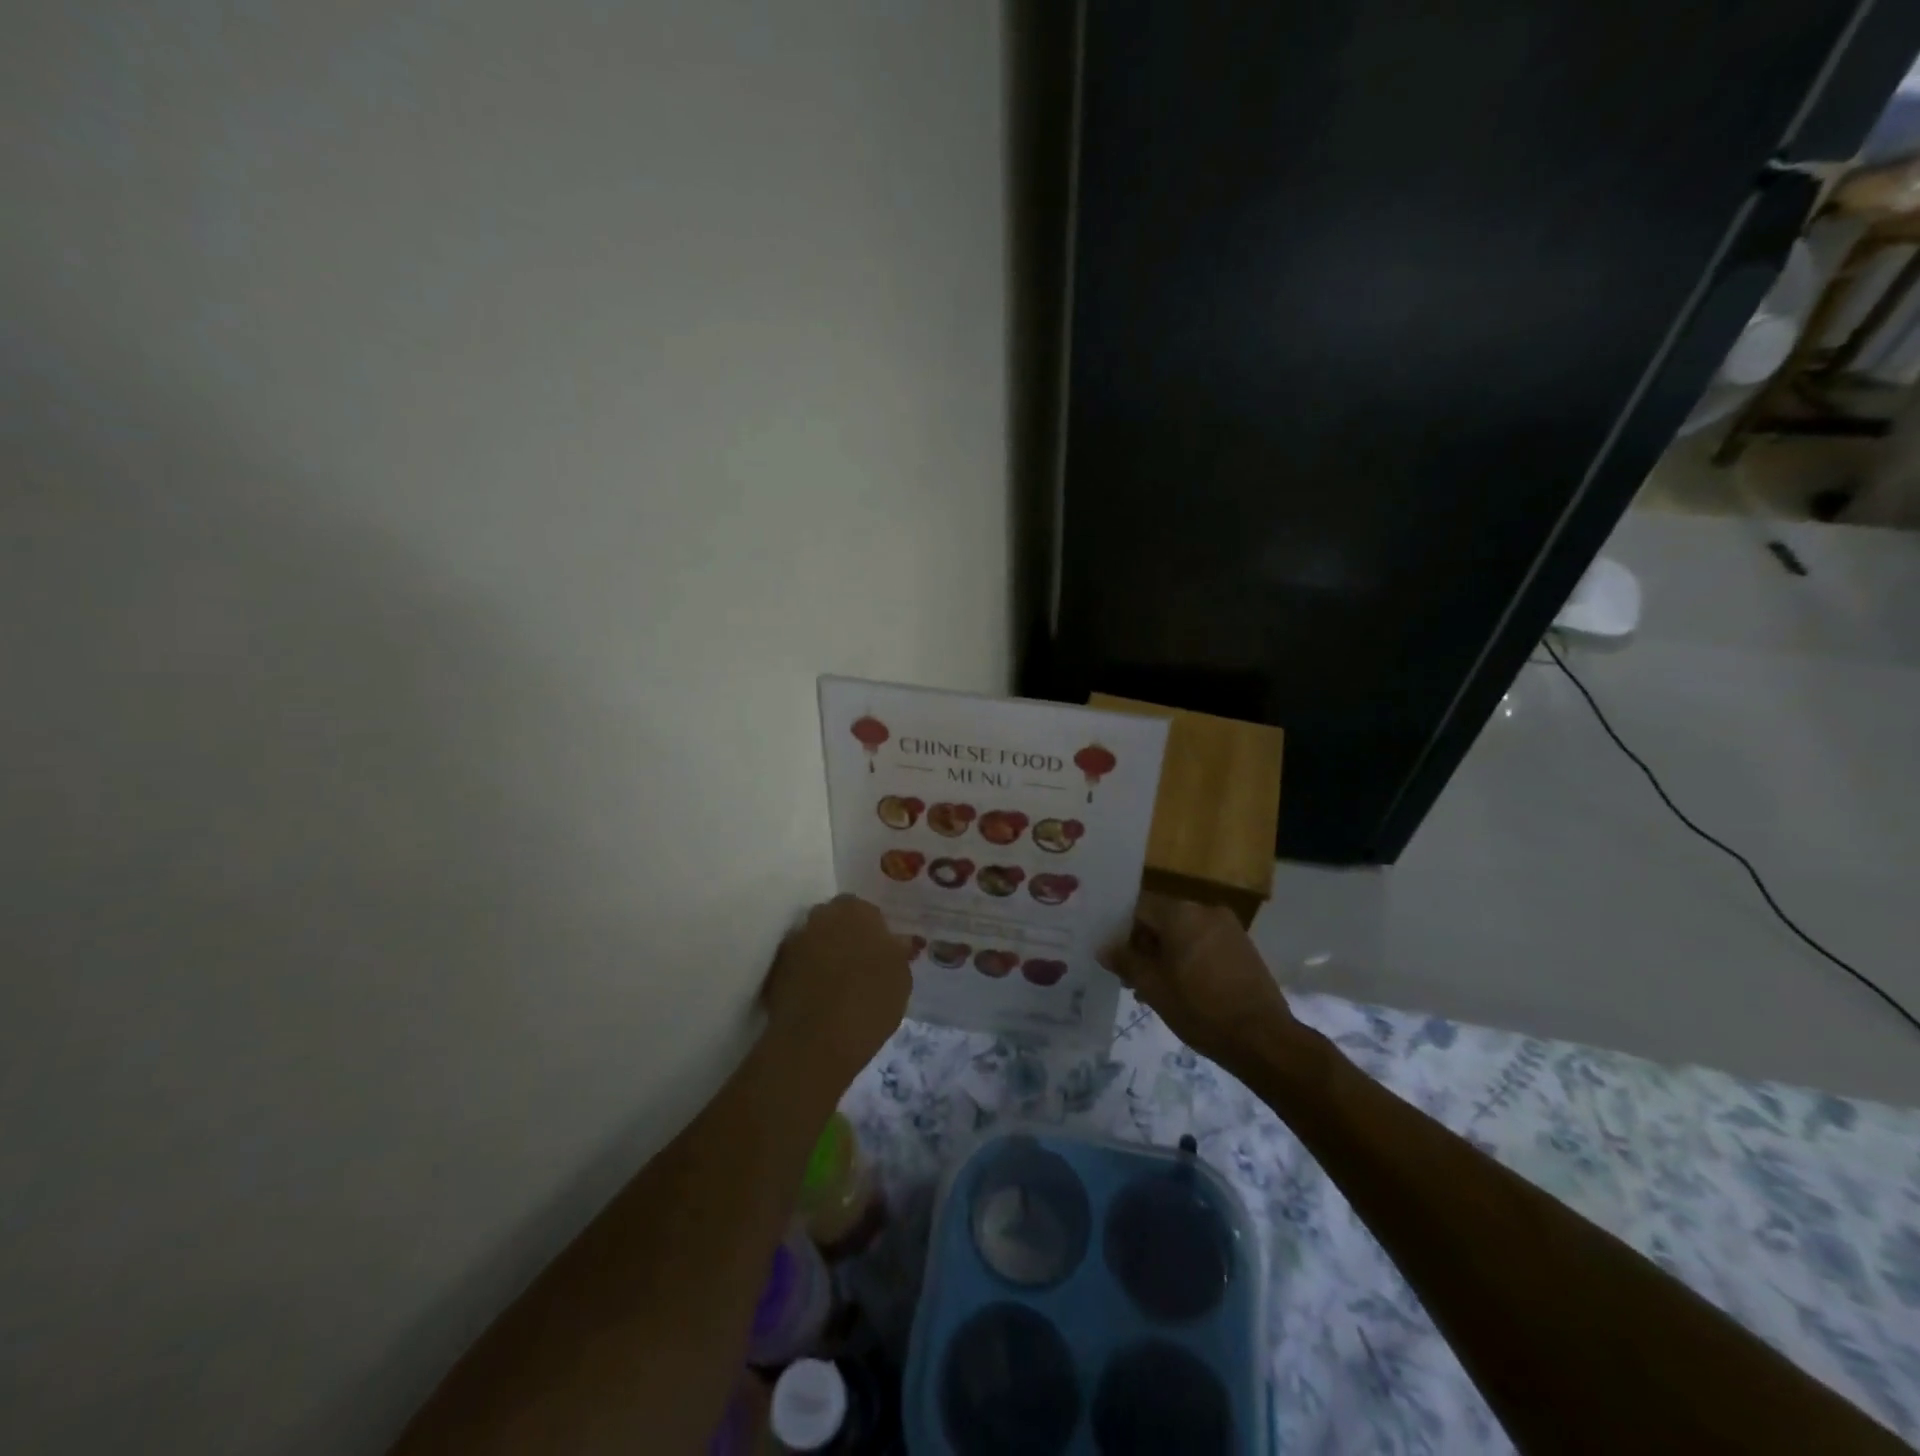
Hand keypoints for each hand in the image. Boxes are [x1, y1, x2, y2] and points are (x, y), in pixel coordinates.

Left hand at [762, 895, 910, 1078]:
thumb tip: (901, 941)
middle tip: (858, 966)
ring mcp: (795, 940)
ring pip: (814, 940)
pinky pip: (796, 964)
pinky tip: (816, 997)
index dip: (874, 932)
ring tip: (835, 985)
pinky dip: (804, 974)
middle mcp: (822, 915)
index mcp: (857, 910)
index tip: (880, 955)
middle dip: (845, 936)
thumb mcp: (902, 978)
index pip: (867, 911)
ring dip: (823, 953)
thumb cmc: (871, 1001)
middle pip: (836, 920)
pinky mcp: (775, 968)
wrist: (818, 1039)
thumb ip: (899, 952)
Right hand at [1100, 893, 1300, 1072]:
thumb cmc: (1199, 1008)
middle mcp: (1205, 910)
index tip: (1115, 958)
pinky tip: (1184, 988)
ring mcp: (1228, 928)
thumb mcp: (1153, 987)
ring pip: (1184, 933)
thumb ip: (1125, 961)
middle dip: (1145, 946)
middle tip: (1132, 979)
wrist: (1262, 1038)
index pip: (1139, 908)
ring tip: (1157, 989)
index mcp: (1180, 913)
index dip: (1122, 931)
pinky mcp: (1243, 946)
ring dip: (1167, 954)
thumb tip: (1104, 948)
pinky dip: (1190, 958)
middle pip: (1163, 919)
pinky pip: (1205, 942)